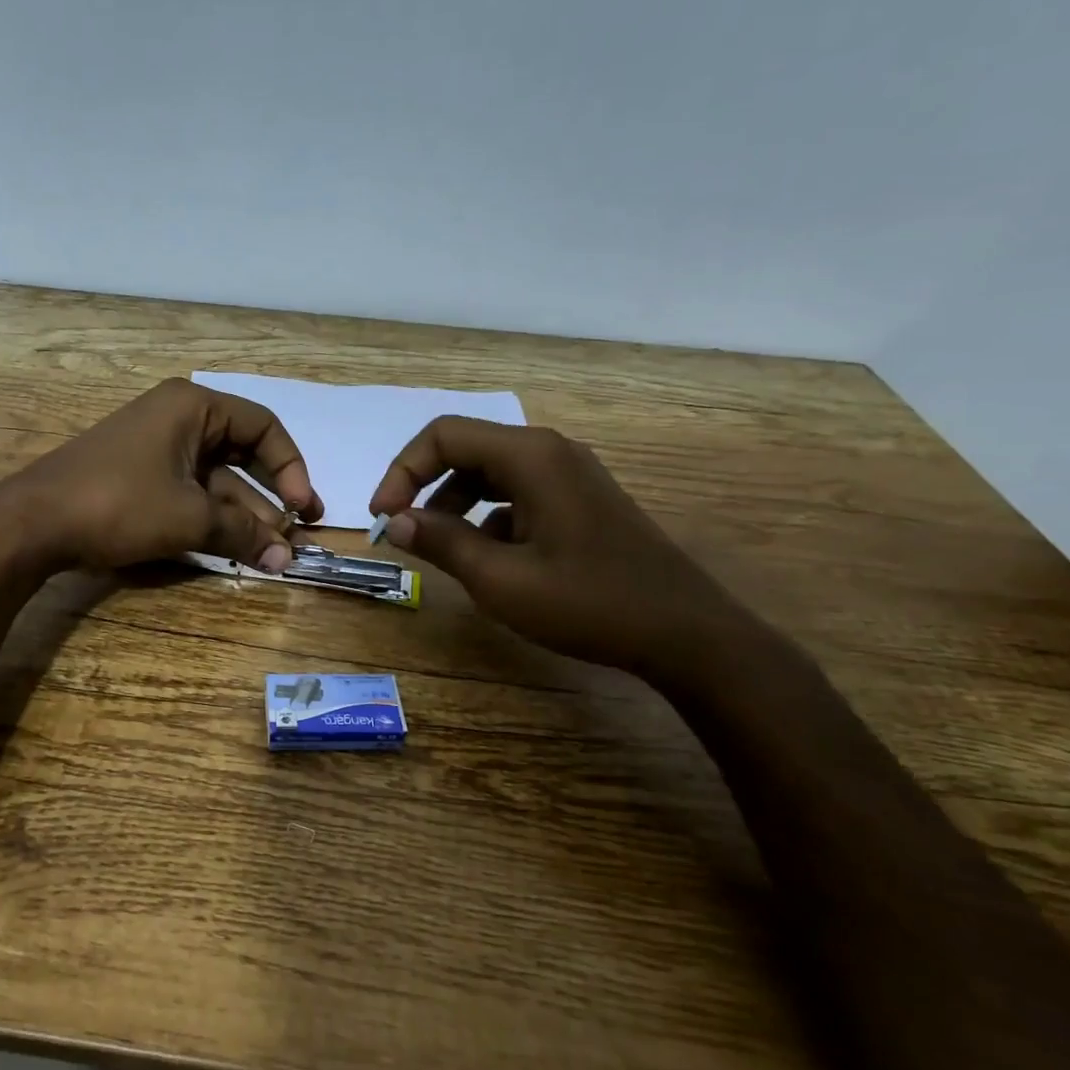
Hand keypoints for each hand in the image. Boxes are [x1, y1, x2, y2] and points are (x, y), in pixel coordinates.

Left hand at [2, 378, 322, 572]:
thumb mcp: (189, 518)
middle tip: (300, 532)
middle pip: (242, 454)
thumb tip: (287, 560)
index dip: (291, 467)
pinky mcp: (140, 478)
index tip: (303, 508)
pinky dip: (214, 519)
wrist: (33, 523)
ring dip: (245, 516)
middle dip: (271, 497)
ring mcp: (156, 449)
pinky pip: (190, 493)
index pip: (263, 427)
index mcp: (193, 407)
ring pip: (216, 481)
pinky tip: (235, 548)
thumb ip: (243, 534)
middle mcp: (178, 419)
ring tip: (274, 554)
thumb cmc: (119, 503)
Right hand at [368, 418, 747, 682]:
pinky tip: (491, 561)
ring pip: (491, 474)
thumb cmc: (589, 602)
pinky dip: (489, 518)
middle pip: (467, 450)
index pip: (444, 436)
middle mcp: (550, 452)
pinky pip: (518, 494)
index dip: (402, 471)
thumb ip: (442, 542)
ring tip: (443, 550)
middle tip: (403, 531)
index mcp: (530, 457)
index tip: (383, 517)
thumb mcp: (501, 580)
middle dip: (426, 487)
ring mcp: (570, 476)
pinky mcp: (581, 501)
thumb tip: (395, 521)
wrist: (685, 633)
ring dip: (455, 505)